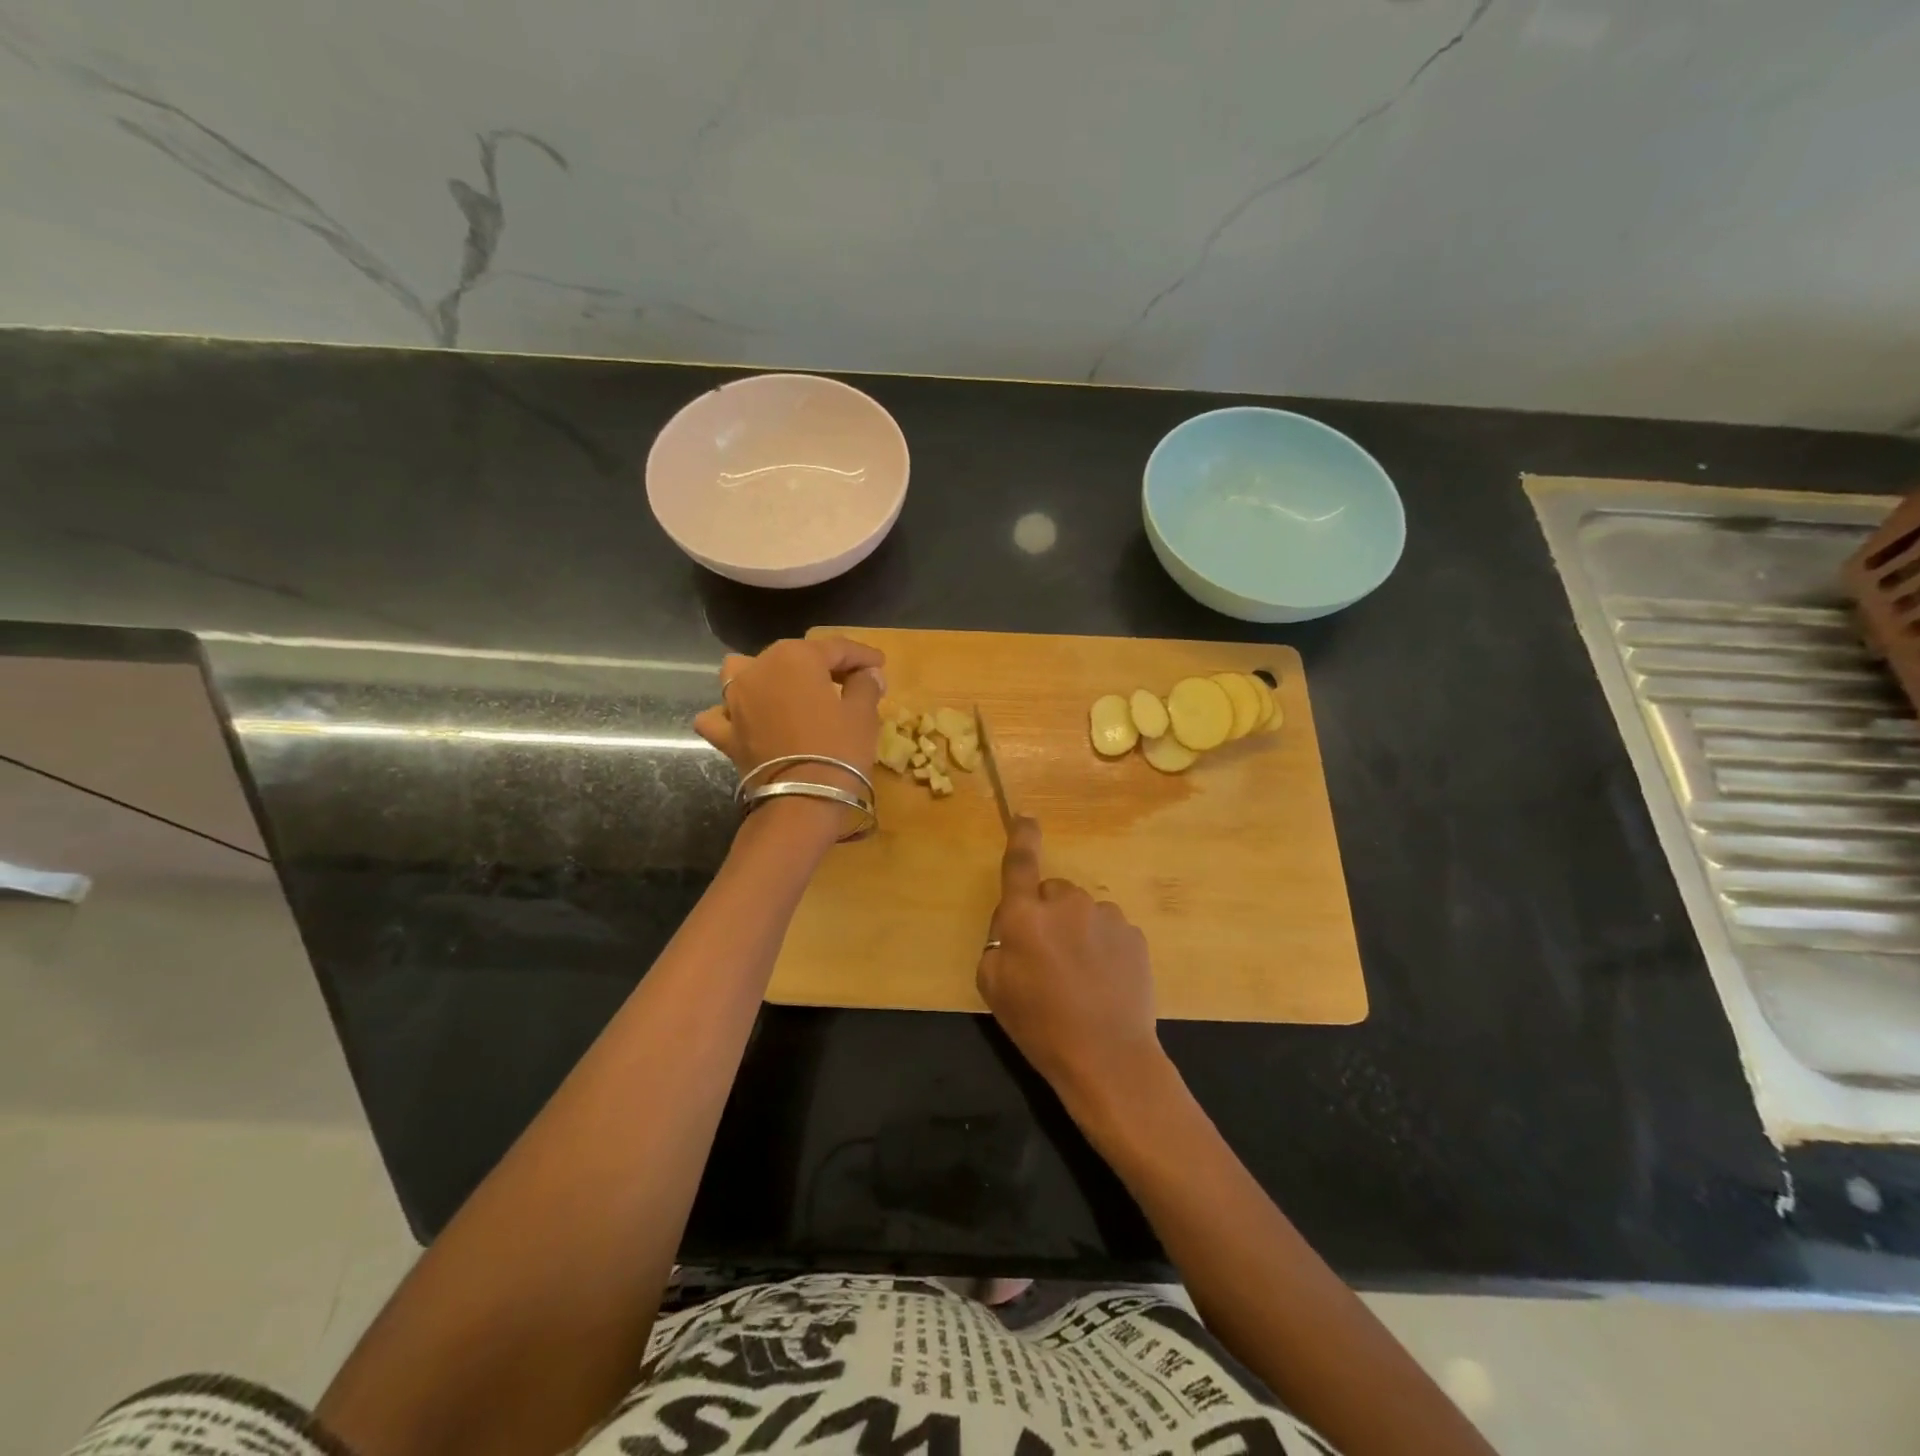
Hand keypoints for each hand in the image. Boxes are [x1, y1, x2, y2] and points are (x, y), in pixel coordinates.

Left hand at [694, 636, 886, 817]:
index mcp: (796, 656)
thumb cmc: (839, 750)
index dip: (862, 655)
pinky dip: (732, 714)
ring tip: (787, 690)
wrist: (802, 802)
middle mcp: (758, 669)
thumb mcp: (863, 714)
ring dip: (765, 676)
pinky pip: (721, 715)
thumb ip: (865, 685)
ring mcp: (734, 701)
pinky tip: (746, 720)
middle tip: (849, 680)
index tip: (879, 664)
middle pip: (795, 657)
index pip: (836, 647)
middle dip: (822, 665)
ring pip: (745, 673)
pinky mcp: (725, 733)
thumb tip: (868, 673)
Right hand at [977, 817, 1163, 1109]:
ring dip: (1078, 933)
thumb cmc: (1039, 1025)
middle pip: (1053, 894)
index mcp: (1025, 915)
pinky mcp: (1134, 936)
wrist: (1107, 1058)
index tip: (1026, 816)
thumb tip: (1016, 922)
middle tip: (1048, 959)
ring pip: (1083, 914)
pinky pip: (1110, 931)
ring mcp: (1106, 917)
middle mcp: (1067, 904)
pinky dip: (1104, 948)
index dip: (1022, 836)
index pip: (1021, 863)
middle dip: (1048, 915)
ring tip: (1080, 978)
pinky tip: (1104, 983)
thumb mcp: (992, 985)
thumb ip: (998, 941)